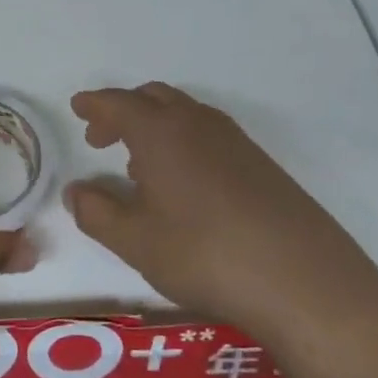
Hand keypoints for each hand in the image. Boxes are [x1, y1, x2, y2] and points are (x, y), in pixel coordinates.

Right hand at [65, 83, 377, 347]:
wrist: (301, 279)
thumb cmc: (203, 253)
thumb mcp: (135, 241)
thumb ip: (97, 213)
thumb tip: (76, 192)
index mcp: (161, 133)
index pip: (119, 104)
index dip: (95, 104)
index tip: (78, 107)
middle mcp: (198, 124)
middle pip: (154, 98)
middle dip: (124, 111)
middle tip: (102, 138)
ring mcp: (235, 142)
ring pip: (185, 115)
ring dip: (155, 126)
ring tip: (138, 165)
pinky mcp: (261, 164)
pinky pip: (209, 135)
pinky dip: (184, 143)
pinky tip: (184, 184)